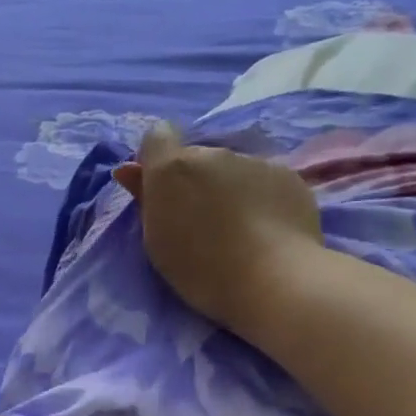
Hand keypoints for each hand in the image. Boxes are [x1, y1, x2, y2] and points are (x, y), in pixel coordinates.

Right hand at [113, 121, 322, 339]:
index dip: (157, 158)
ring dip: (228, 188)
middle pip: (197, 157)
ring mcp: (254, 161)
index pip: (157, 135)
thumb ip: (144, 199)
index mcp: (173, 168)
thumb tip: (129, 170)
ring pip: (232, 169)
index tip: (162, 190)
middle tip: (202, 222)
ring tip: (238, 230)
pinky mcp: (287, 175)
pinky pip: (263, 181)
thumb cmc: (201, 269)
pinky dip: (260, 198)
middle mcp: (213, 154)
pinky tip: (266, 229)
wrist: (272, 280)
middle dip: (195, 180)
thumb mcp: (157, 241)